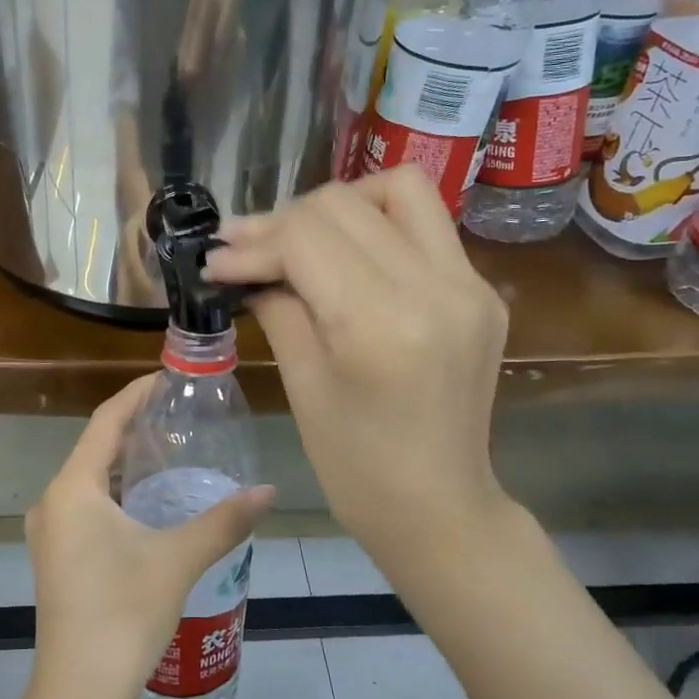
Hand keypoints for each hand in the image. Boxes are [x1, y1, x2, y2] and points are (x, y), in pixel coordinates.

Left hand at [24, 376, 273, 698]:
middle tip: (179, 414)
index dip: (135, 395)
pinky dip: (115, 492)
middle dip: (134, 427)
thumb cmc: (124, 614)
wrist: (78, 691)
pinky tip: (147, 502)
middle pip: (95, 447)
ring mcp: (49, 531)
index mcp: (73, 489)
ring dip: (125, 462)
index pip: (105, 422)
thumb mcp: (178, 559)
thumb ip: (224, 520)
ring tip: (169, 451)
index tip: (167, 379)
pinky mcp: (56, 556)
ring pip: (89, 479)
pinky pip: (85, 505)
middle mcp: (52, 501)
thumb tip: (269, 490)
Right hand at [204, 168, 515, 572]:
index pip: (306, 238)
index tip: (216, 260)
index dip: (253, 242)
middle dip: (282, 220)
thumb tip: (244, 262)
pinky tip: (345, 257)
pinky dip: (376, 224)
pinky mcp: (482, 290)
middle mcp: (437, 288)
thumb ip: (278, 307)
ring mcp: (470, 284)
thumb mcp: (304, 385)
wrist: (440, 508)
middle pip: (345, 204)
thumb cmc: (356, 466)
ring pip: (398, 189)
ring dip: (338, 205)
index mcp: (383, 324)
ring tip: (299, 239)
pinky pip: (425, 224)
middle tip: (244, 250)